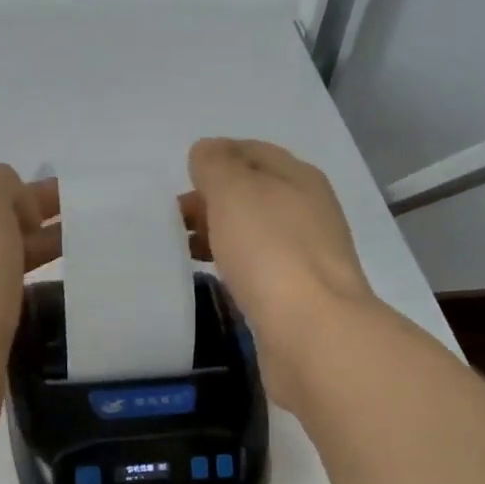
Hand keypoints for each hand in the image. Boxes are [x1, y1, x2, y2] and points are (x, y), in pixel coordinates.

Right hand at [185, 138, 375, 408]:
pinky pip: (257, 270)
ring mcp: (304, 257)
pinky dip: (232, 266)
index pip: (253, 152)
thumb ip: (217, 166)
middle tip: (173, 221)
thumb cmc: (270, 253)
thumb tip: (206, 152)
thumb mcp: (235, 193)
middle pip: (254, 195)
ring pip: (254, 234)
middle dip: (213, 201)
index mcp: (298, 178)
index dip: (216, 159)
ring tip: (184, 251)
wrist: (311, 332)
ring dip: (220, 235)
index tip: (180, 179)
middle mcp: (307, 213)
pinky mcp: (295, 297)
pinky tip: (214, 278)